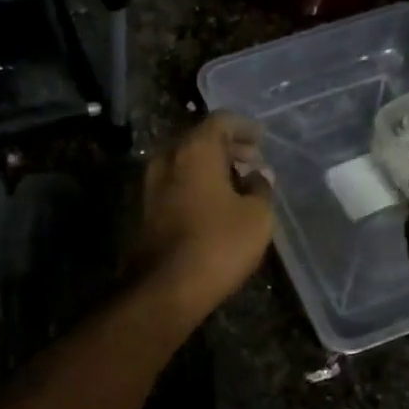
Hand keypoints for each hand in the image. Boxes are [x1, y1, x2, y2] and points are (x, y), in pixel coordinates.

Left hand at [134, 113, 274, 321]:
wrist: (165, 287)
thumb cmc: (218, 244)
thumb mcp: (257, 216)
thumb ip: (261, 188)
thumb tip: (258, 175)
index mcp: (194, 149)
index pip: (222, 121)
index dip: (245, 128)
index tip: (261, 140)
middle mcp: (167, 158)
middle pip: (200, 139)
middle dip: (228, 147)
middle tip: (253, 162)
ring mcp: (152, 184)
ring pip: (186, 162)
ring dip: (212, 168)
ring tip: (240, 184)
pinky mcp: (147, 209)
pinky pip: (177, 183)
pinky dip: (197, 184)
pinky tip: (217, 203)